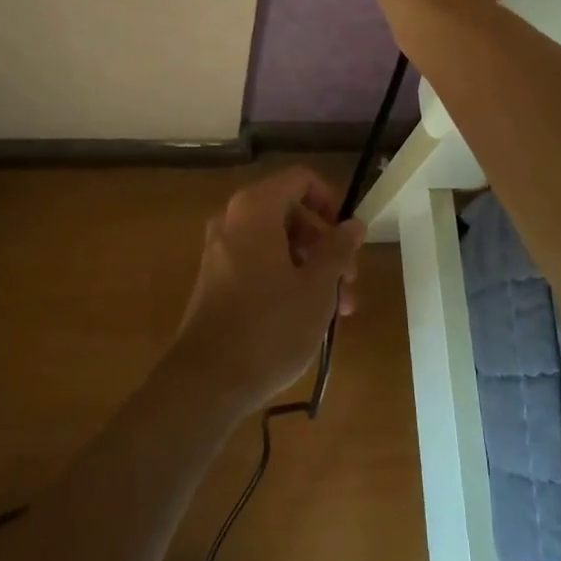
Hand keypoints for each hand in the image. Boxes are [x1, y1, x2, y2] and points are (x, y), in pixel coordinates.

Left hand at [171, 166, 365, 414]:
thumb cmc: (270, 327)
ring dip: (310, 267)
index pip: (300, 179)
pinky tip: (307, 316)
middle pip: (289, 212)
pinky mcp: (215, 279)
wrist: (206, 381)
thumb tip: (354, 224)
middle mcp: (233, 219)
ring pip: (276, 242)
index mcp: (255, 208)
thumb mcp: (317, 288)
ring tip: (339, 310)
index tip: (348, 236)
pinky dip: (285, 277)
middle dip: (325, 244)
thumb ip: (338, 249)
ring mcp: (220, 249)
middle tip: (350, 281)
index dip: (330, 200)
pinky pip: (257, 262)